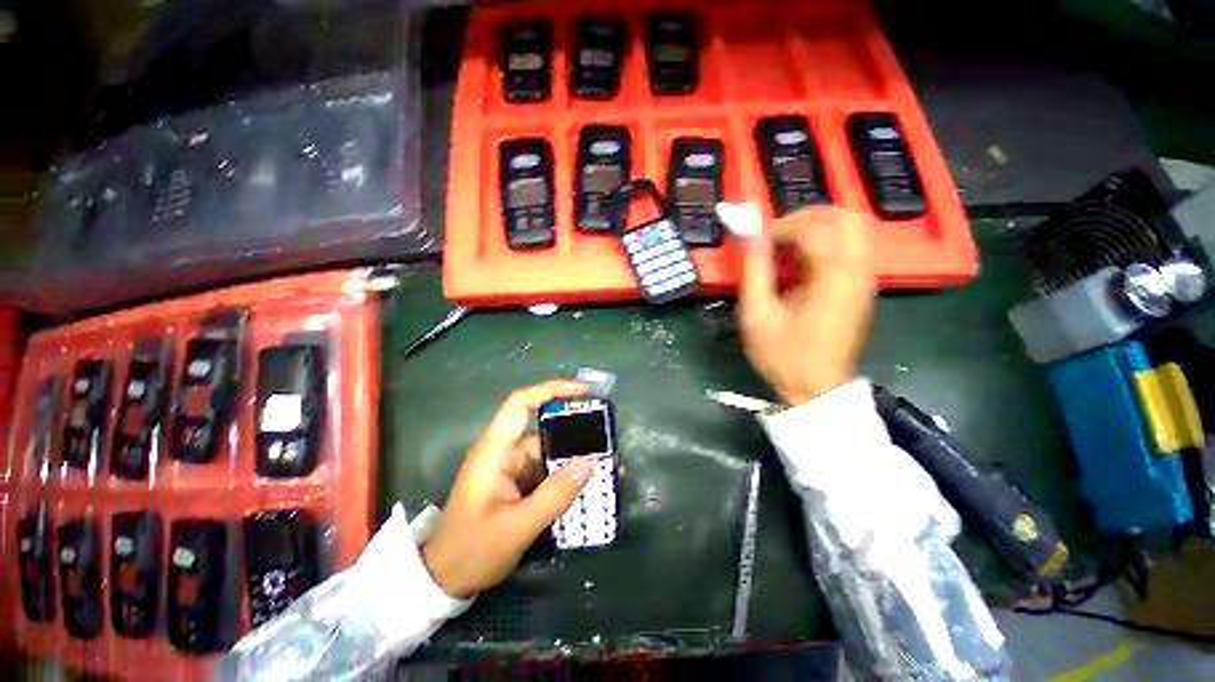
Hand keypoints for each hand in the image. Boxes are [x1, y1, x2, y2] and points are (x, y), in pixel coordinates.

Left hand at [422, 380, 594, 597]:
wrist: (443, 580)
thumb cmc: (472, 551)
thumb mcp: (516, 527)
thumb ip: (554, 495)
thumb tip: (589, 463)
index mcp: (494, 450)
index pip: (520, 403)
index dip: (551, 389)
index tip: (584, 391)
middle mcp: (503, 451)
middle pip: (541, 429)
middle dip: (573, 431)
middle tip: (605, 437)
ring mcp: (509, 467)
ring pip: (546, 451)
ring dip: (571, 457)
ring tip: (603, 463)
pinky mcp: (515, 482)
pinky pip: (544, 469)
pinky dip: (563, 474)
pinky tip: (584, 483)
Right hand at [737, 206, 876, 405]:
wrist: (817, 389)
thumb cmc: (782, 355)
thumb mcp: (757, 314)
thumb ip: (754, 268)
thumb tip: (746, 229)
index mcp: (833, 277)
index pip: (813, 227)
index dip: (780, 226)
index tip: (755, 242)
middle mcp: (858, 270)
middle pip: (845, 216)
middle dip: (806, 216)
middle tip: (775, 235)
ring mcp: (865, 279)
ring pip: (853, 228)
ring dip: (818, 227)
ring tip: (786, 247)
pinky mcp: (862, 287)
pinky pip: (852, 247)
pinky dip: (827, 242)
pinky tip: (802, 265)